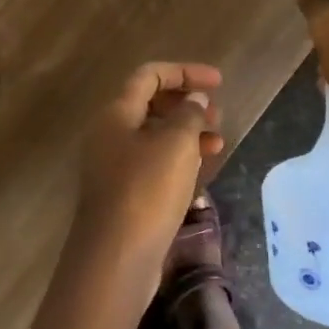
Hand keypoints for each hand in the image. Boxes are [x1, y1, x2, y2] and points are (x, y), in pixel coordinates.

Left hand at [76, 61, 224, 264]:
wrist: (116, 256)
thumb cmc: (147, 190)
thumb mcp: (176, 144)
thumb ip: (189, 114)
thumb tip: (195, 100)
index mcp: (116, 114)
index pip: (149, 76)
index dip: (185, 72)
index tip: (219, 83)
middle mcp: (110, 135)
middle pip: (150, 105)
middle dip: (187, 104)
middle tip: (218, 116)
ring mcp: (114, 167)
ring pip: (154, 137)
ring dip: (187, 134)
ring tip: (218, 144)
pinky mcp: (124, 194)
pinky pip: (154, 164)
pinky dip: (178, 160)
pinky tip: (201, 170)